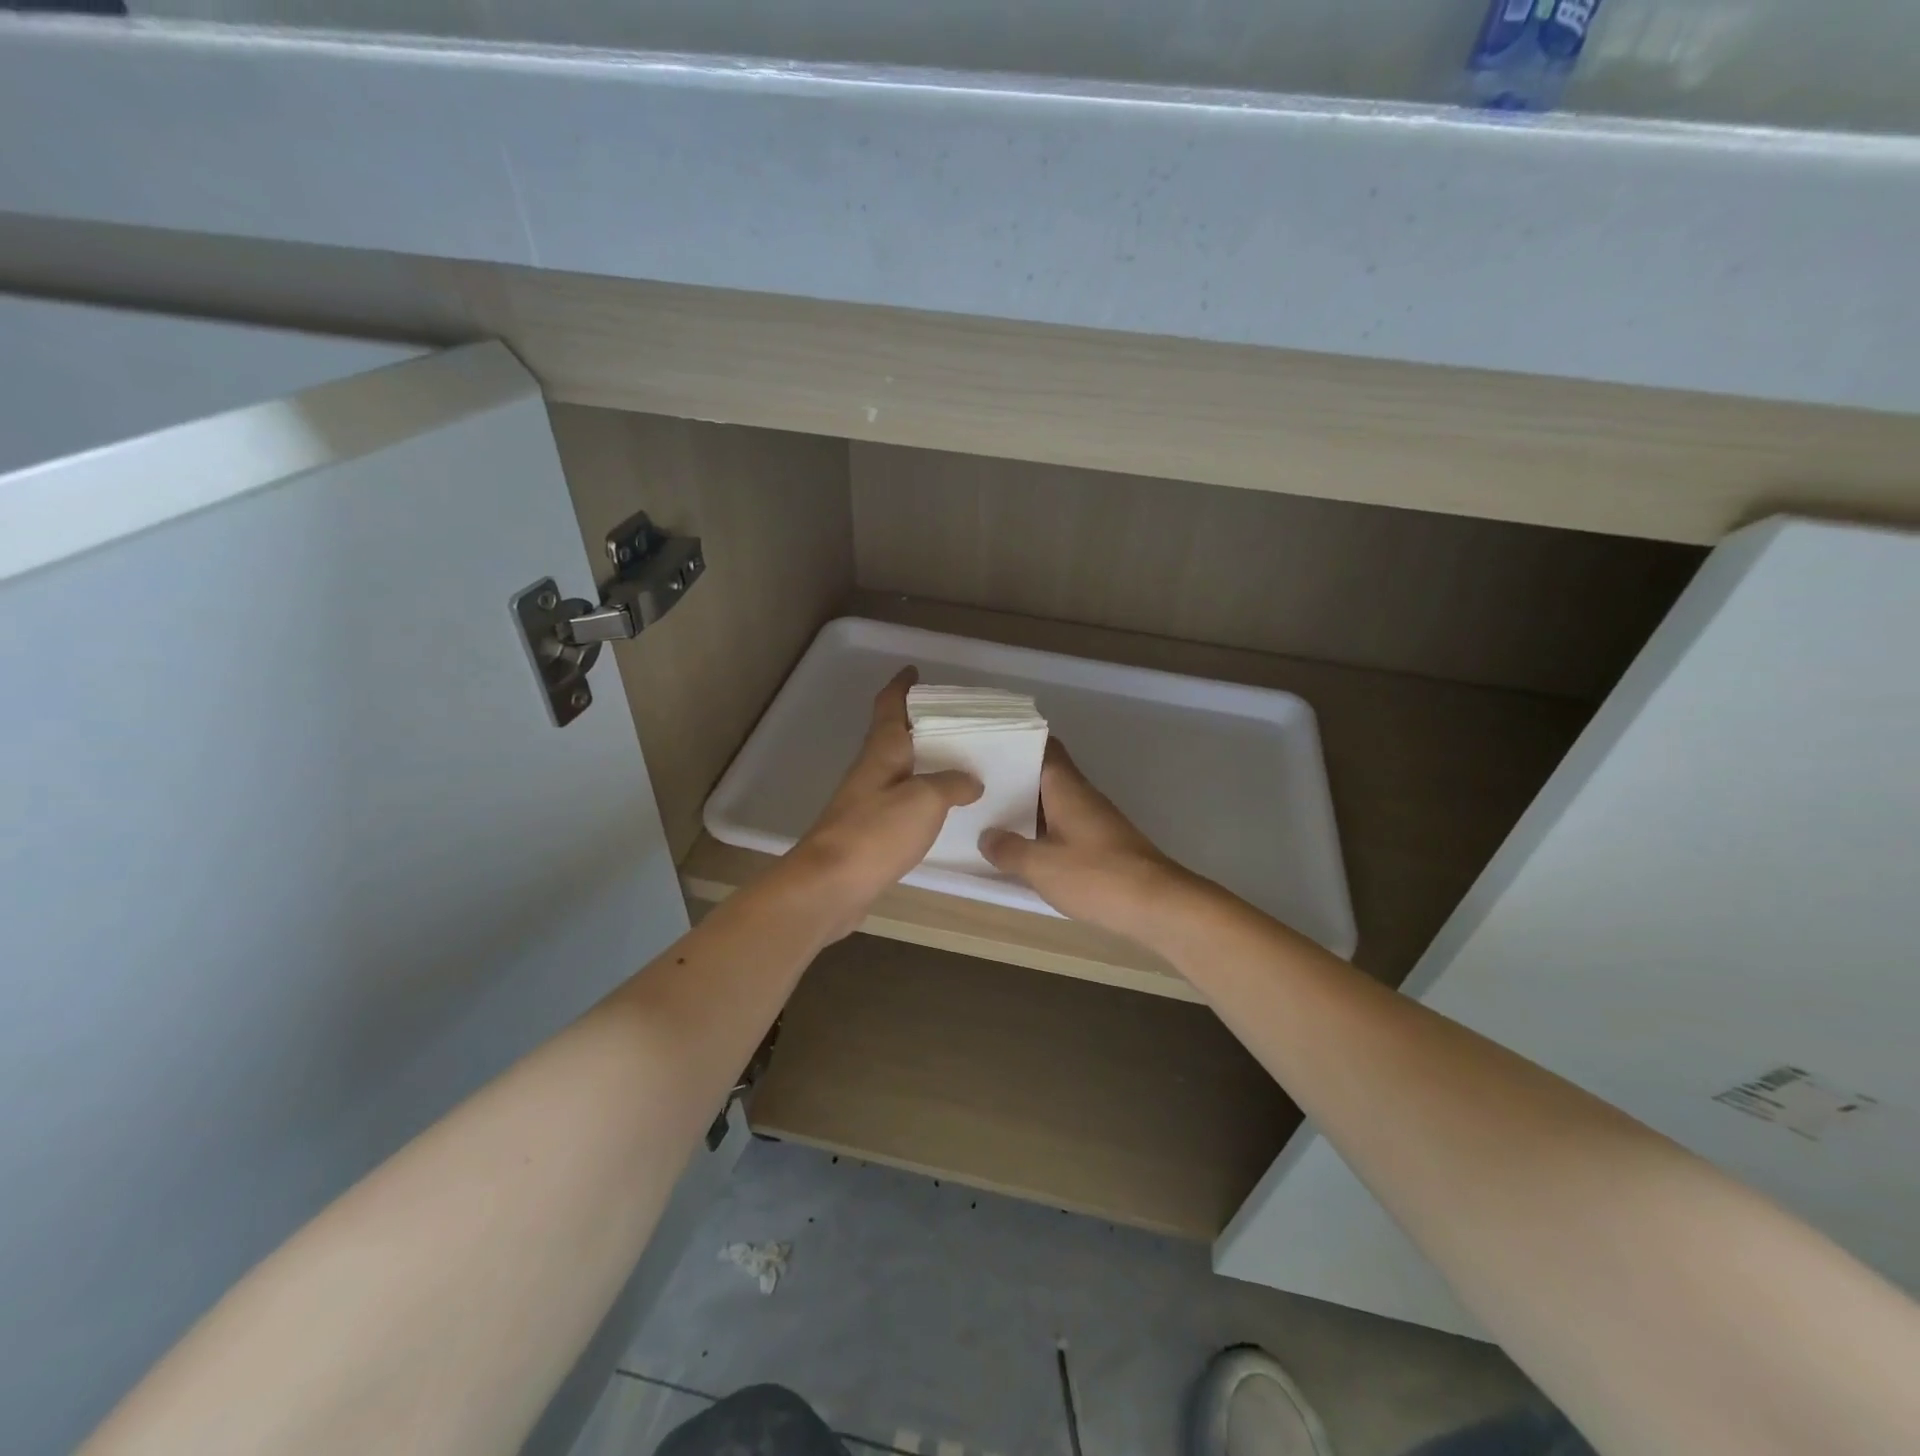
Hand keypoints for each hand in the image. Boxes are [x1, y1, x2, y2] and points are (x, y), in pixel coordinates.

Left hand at [783, 667, 981, 937]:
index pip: (888, 707)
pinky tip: (939, 809)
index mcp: (881, 752)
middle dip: (918, 725)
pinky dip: (919, 797)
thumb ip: (951, 784)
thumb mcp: (925, 800)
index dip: (900, 686)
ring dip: (921, 762)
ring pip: (897, 770)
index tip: (914, 672)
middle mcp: (870, 771)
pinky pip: (899, 802)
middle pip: (892, 737)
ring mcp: (865, 802)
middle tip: (954, 722)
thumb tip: (971, 780)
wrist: (830, 885)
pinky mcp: (866, 832)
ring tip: (956, 763)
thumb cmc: (875, 832)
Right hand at [979, 740, 1200, 944]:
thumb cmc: (1096, 875)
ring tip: (987, 816)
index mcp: (1067, 788)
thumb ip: (1008, 849)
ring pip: (1053, 804)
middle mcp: (1082, 796)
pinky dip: (1041, 834)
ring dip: (1025, 809)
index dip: (1018, 742)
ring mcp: (1094, 821)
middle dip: (1012, 779)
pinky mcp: (1101, 846)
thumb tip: (987, 837)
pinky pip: (1063, 829)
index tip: (988, 744)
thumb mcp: (1040, 865)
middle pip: (1044, 776)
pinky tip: (1021, 850)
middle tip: (975, 785)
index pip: (1044, 747)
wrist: (1158, 906)